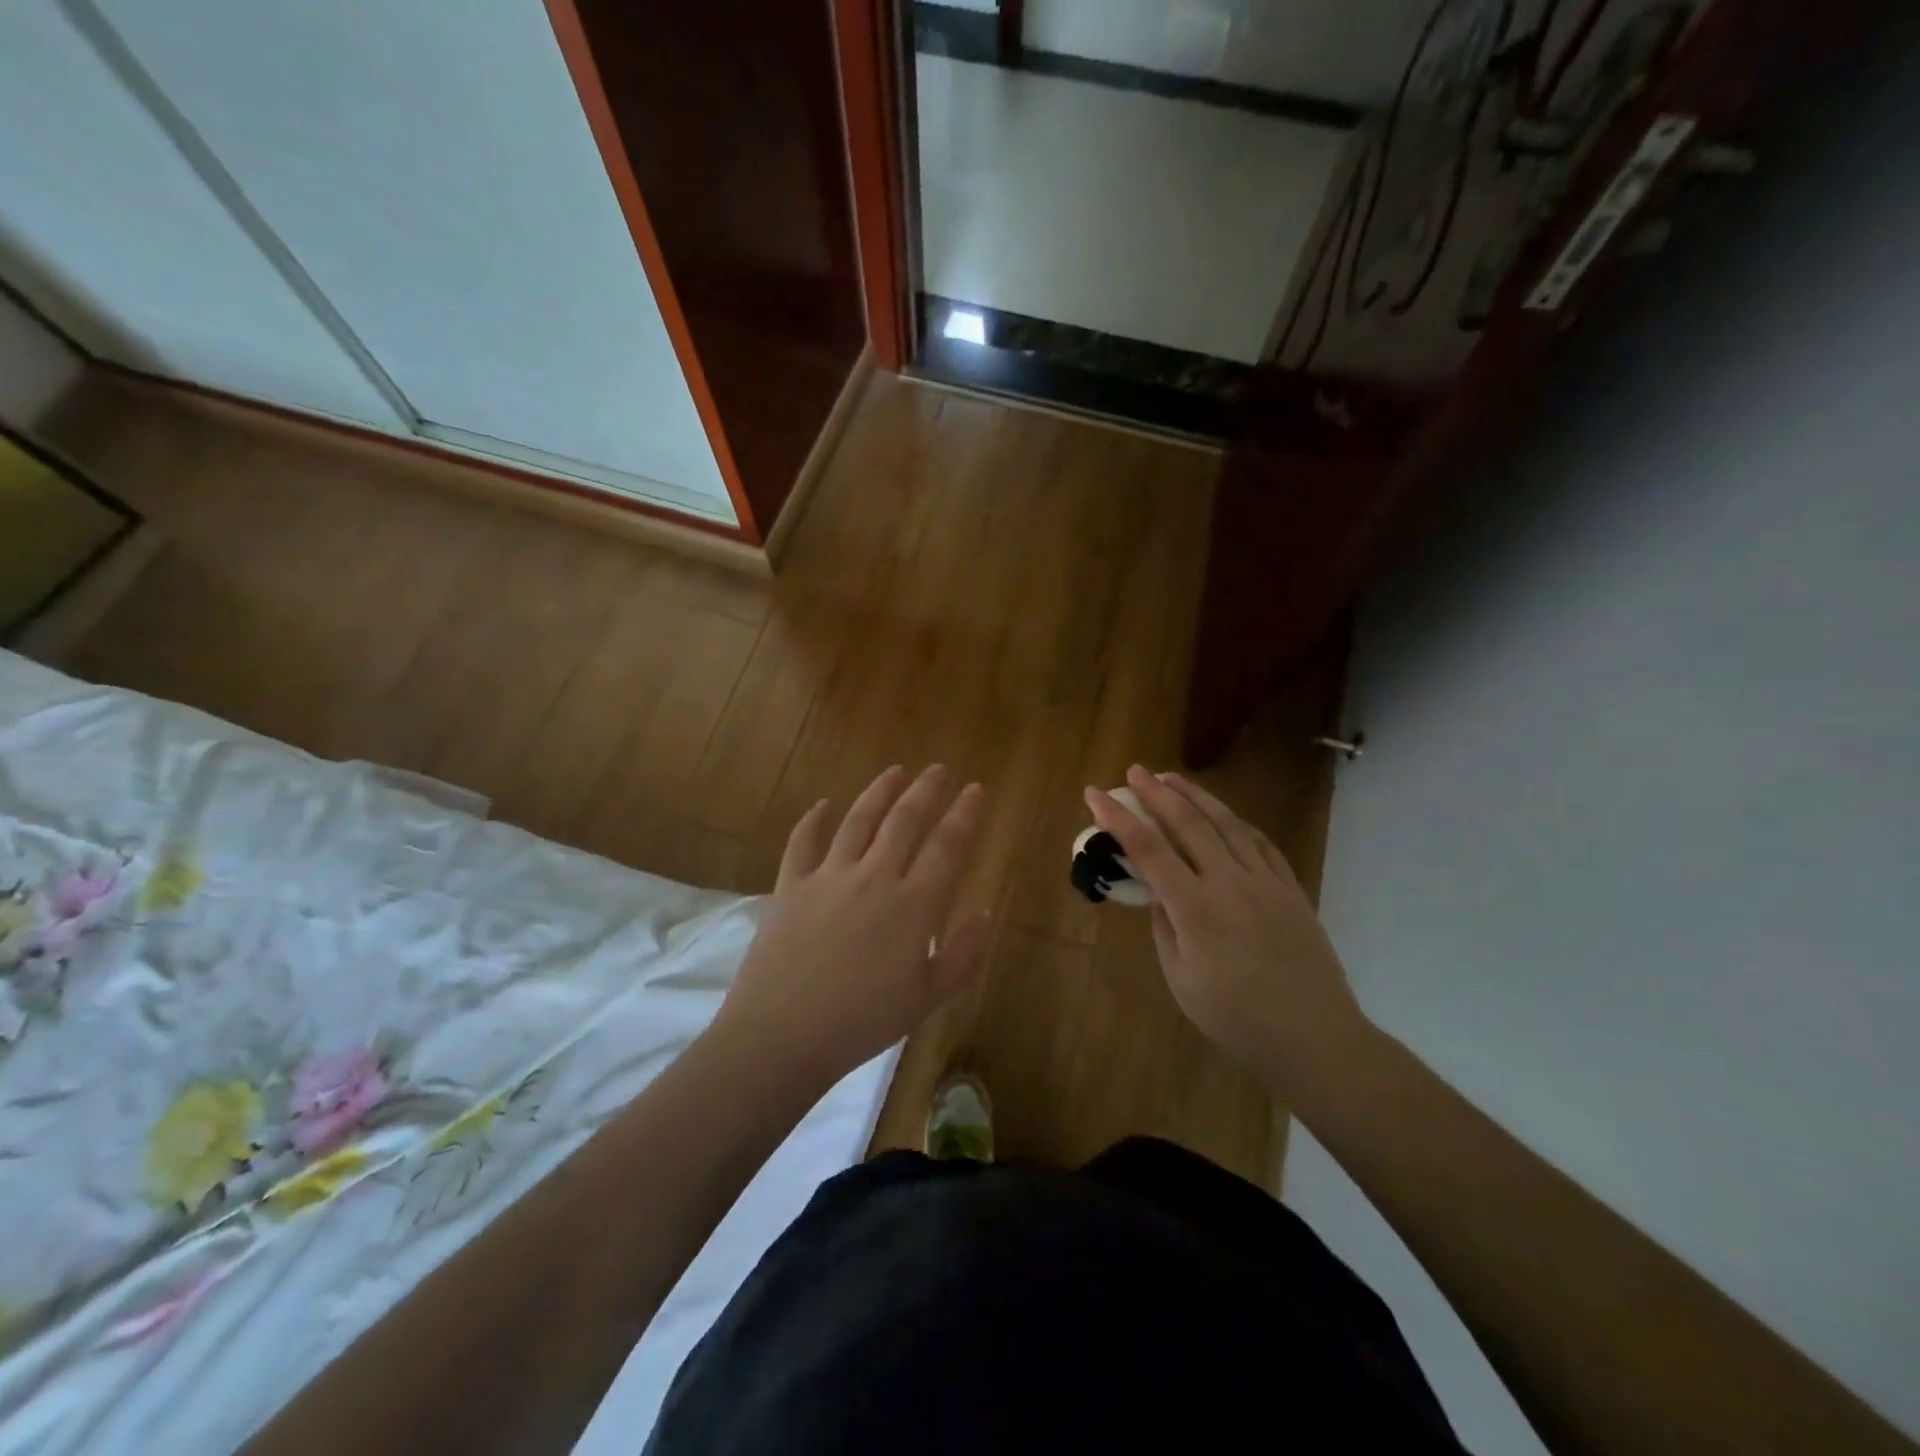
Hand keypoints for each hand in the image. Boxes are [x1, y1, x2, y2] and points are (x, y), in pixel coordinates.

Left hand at [716, 766, 992, 1088]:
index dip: (965, 814)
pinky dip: (813, 819)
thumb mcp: (927, 999)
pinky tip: (823, 804)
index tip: (976, 789)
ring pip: (859, 819)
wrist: (782, 1035)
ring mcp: (829, 876)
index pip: (947, 846)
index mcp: (913, 905)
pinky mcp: (791, 885)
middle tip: (939, 769)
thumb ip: (962, 955)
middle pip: (904, 820)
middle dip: (926, 789)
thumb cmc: (862, 1022)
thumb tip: (986, 914)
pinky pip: (803, 841)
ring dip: (880, 791)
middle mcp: (874, 877)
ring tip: (895, 771)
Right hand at [1085, 766, 1369, 1096]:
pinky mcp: (1289, 887)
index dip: (1117, 818)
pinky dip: (1235, 820)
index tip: (1095, 794)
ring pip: (1225, 823)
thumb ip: (1165, 927)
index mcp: (1195, 907)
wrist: (1313, 1035)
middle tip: (1134, 771)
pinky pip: (1259, 841)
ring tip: (1172, 777)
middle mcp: (1229, 882)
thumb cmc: (1236, 1017)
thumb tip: (1158, 893)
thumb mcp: (1181, 979)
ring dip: (1195, 795)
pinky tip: (1223, 814)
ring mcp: (1264, 880)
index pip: (1147, 849)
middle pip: (1187, 823)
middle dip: (1156, 793)